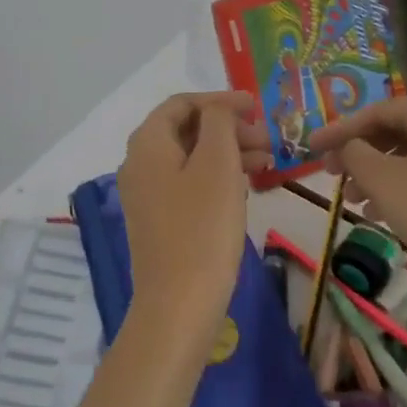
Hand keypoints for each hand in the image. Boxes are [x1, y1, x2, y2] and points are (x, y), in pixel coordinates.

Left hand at [116, 91, 271, 349]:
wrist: (178, 306)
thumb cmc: (202, 227)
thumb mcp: (217, 164)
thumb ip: (218, 123)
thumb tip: (217, 109)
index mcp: (148, 143)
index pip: (182, 103)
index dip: (220, 100)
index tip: (256, 108)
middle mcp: (139, 163)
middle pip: (186, 129)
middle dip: (227, 128)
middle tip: (267, 139)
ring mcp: (147, 194)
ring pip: (190, 157)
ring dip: (227, 152)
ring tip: (267, 162)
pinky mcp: (159, 220)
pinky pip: (188, 183)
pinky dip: (217, 176)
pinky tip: (245, 187)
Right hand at [308, 98, 406, 292]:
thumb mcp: (382, 179)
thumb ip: (353, 152)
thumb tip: (346, 146)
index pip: (376, 112)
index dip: (339, 130)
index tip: (310, 148)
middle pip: (394, 130)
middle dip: (358, 153)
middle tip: (330, 174)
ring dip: (375, 174)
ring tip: (352, 201)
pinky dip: (399, 188)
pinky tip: (381, 215)